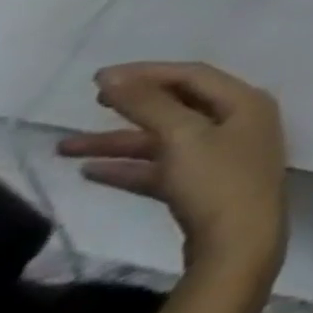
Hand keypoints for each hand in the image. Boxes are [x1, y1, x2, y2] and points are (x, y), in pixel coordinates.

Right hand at [58, 63, 287, 278]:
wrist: (239, 239)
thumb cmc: (217, 179)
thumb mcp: (182, 136)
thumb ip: (150, 105)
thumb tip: (117, 76)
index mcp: (246, 101)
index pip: (196, 75)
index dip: (149, 73)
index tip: (99, 78)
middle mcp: (241, 120)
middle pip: (183, 104)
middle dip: (137, 103)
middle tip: (92, 102)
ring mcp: (226, 153)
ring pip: (169, 138)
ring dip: (121, 141)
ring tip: (65, 148)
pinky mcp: (208, 184)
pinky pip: (166, 167)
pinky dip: (132, 167)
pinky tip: (91, 173)